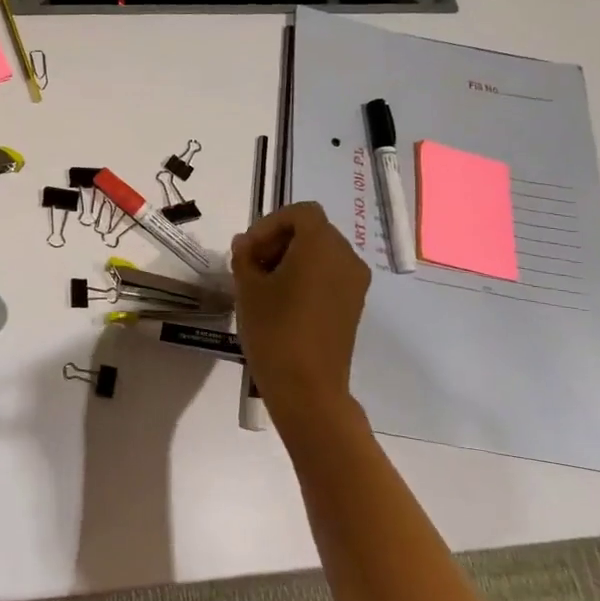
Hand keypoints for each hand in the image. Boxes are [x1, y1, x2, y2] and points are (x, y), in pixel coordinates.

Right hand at [231, 202, 370, 433]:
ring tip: (262, 284)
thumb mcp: (247, 287)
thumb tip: (245, 244)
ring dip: (291, 258)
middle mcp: (346, 257)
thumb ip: (245, 256)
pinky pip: (329, 275)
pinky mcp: (353, 305)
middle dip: (279, 240)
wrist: (307, 387)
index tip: (248, 249)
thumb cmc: (274, 329)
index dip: (270, 223)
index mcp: (322, 245)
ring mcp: (354, 283)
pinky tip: (282, 300)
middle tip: (250, 265)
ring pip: (321, 253)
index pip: (300, 213)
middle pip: (312, 230)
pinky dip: (306, 276)